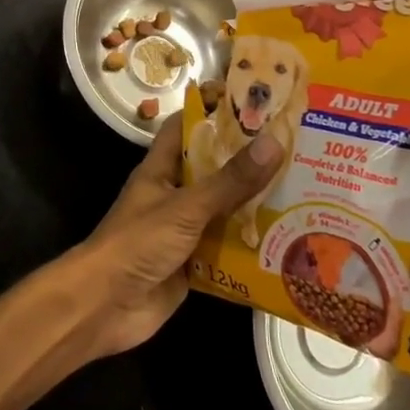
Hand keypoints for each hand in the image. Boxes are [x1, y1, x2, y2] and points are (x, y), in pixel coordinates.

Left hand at [63, 115, 282, 358]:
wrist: (105, 306)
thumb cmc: (138, 243)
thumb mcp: (186, 207)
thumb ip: (229, 181)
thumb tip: (273, 142)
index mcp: (162, 169)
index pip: (185, 127)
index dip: (212, 111)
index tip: (252, 103)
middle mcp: (173, 195)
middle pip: (213, 170)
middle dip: (248, 162)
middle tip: (296, 150)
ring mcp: (183, 231)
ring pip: (224, 211)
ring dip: (255, 207)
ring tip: (304, 193)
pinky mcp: (194, 265)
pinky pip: (227, 250)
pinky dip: (251, 248)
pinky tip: (288, 244)